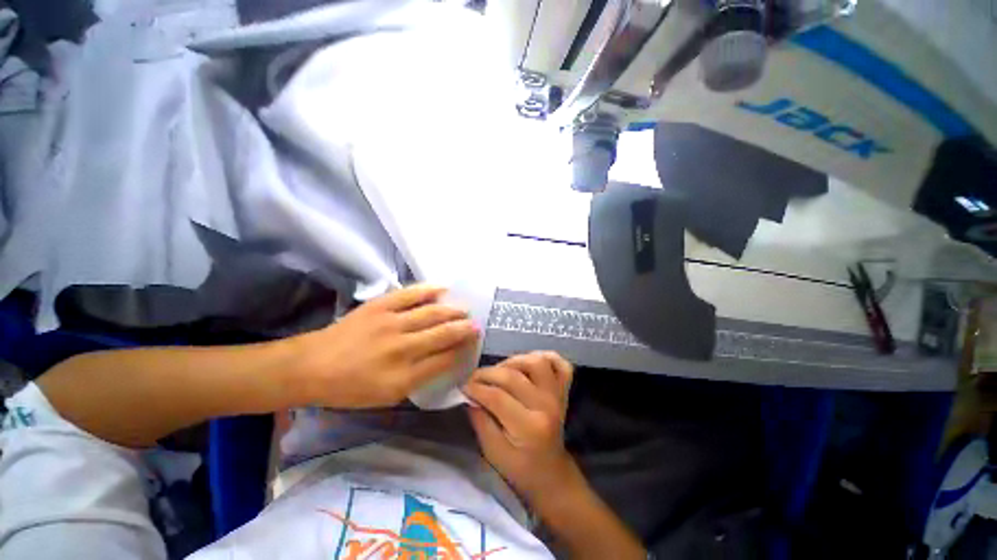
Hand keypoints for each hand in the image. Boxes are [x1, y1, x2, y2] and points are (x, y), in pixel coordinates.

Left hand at [291, 284, 478, 408]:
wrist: (312, 366)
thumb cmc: (350, 388)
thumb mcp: (386, 396)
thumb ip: (418, 379)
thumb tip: (444, 360)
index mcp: (403, 377)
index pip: (444, 361)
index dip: (462, 351)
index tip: (472, 345)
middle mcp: (401, 349)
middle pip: (442, 335)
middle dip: (464, 329)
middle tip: (476, 325)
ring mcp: (390, 324)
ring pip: (432, 313)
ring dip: (452, 311)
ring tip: (465, 309)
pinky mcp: (380, 306)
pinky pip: (410, 294)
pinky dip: (429, 290)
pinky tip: (443, 288)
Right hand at [463, 352, 574, 498]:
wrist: (551, 474)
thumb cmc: (520, 469)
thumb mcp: (493, 453)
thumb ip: (480, 421)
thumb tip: (469, 394)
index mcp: (529, 427)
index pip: (498, 397)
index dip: (476, 388)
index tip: (462, 386)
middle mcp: (546, 405)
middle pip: (514, 376)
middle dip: (488, 373)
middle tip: (474, 378)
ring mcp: (557, 395)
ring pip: (537, 362)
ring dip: (514, 361)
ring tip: (500, 371)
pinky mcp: (563, 390)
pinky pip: (561, 364)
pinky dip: (545, 357)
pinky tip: (529, 364)